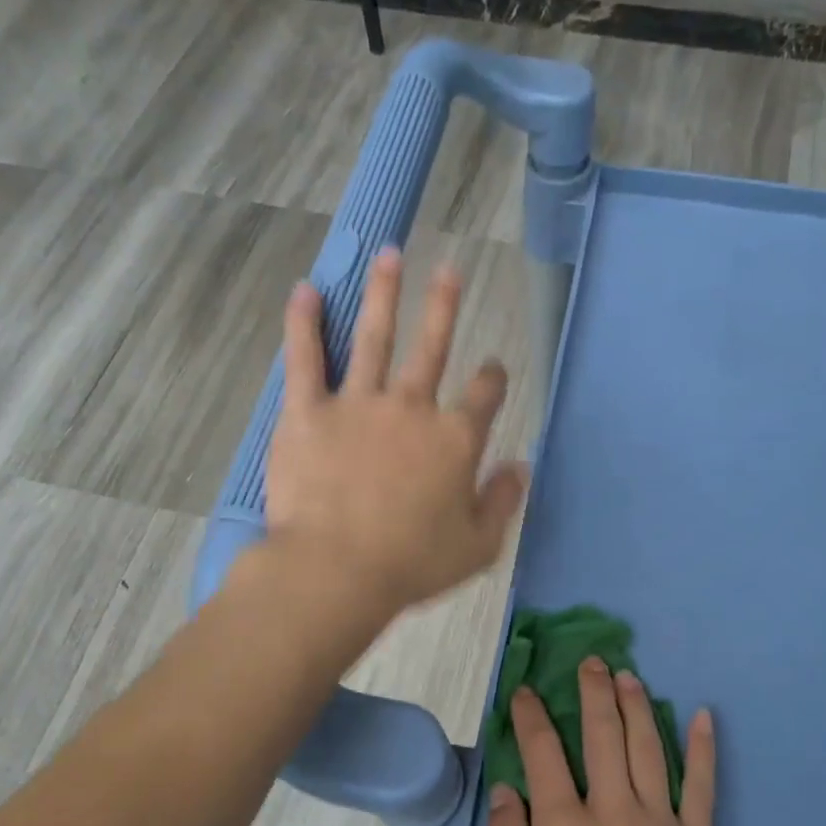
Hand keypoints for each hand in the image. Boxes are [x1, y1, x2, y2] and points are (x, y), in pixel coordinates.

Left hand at [267, 249, 528, 614]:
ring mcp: (358, 404)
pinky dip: (304, 323)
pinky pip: (306, 359)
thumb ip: (503, 501)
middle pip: (431, 347)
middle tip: (450, 269)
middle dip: (443, 306)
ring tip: (389, 255)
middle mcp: (412, 408)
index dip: (493, 378)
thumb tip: (521, 466)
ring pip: (374, 337)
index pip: (484, 395)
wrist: (337, 570)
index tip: (493, 369)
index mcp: (455, 440)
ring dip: (383, 293)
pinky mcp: (308, 412)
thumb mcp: (478, 545)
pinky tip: (306, 290)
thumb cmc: (412, 564)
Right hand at [482, 658, 719, 825]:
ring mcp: (660, 822)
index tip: (526, 692)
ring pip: (647, 747)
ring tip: (629, 675)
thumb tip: (507, 791)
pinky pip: (702, 785)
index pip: (543, 754)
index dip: (531, 717)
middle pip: (602, 734)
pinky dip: (703, 748)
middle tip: (592, 661)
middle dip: (593, 692)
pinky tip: (703, 715)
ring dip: (637, 705)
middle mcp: (612, 810)